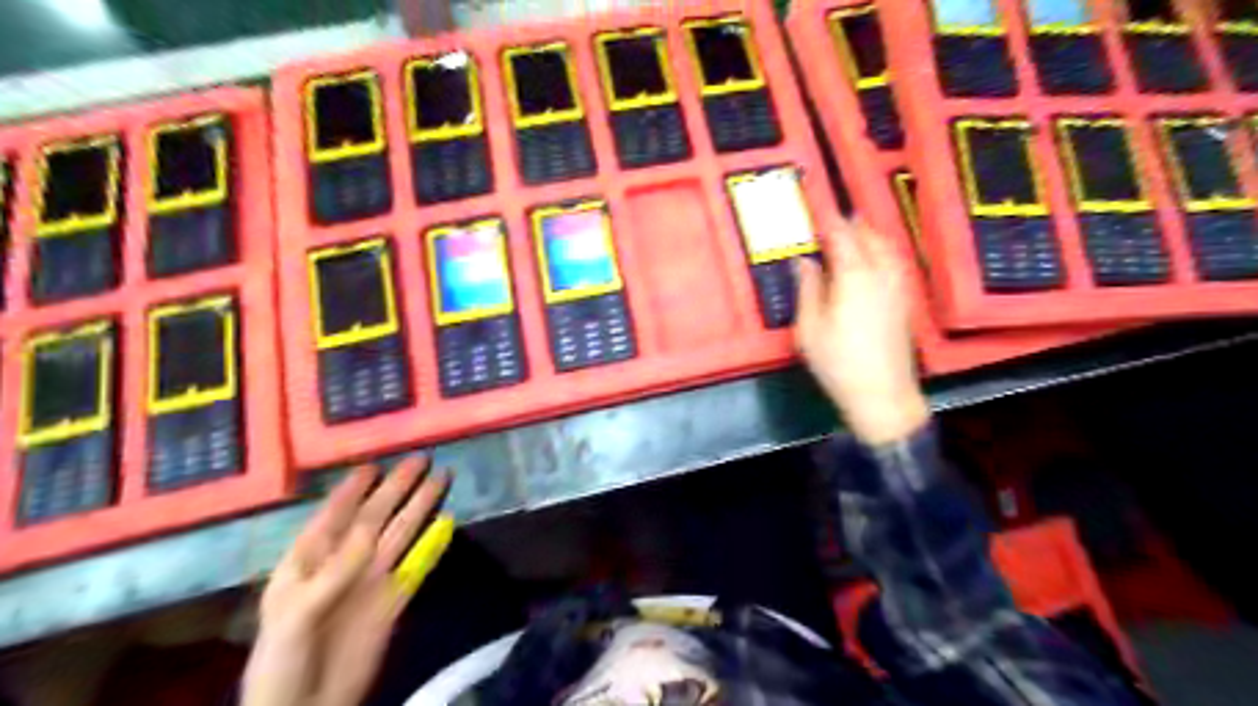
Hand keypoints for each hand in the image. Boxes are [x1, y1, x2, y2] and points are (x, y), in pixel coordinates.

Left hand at [241, 458, 452, 705]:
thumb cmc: (281, 661)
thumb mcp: (295, 615)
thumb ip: (332, 572)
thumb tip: (368, 531)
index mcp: (309, 561)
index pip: (334, 514)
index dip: (354, 489)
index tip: (375, 464)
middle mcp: (344, 562)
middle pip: (376, 517)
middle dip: (397, 488)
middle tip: (421, 459)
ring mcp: (371, 580)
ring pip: (401, 534)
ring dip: (420, 507)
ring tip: (441, 479)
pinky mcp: (393, 600)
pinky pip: (417, 565)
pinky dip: (432, 544)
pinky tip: (446, 525)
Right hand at [795, 218, 931, 442]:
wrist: (882, 394)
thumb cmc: (838, 362)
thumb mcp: (810, 328)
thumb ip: (808, 288)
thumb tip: (805, 261)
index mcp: (853, 276)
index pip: (841, 236)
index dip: (828, 219)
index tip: (817, 204)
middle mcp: (880, 274)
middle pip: (868, 237)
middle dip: (851, 223)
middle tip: (834, 216)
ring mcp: (897, 287)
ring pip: (885, 247)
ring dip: (869, 234)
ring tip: (855, 231)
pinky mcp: (904, 301)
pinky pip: (894, 263)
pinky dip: (882, 251)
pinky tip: (875, 258)